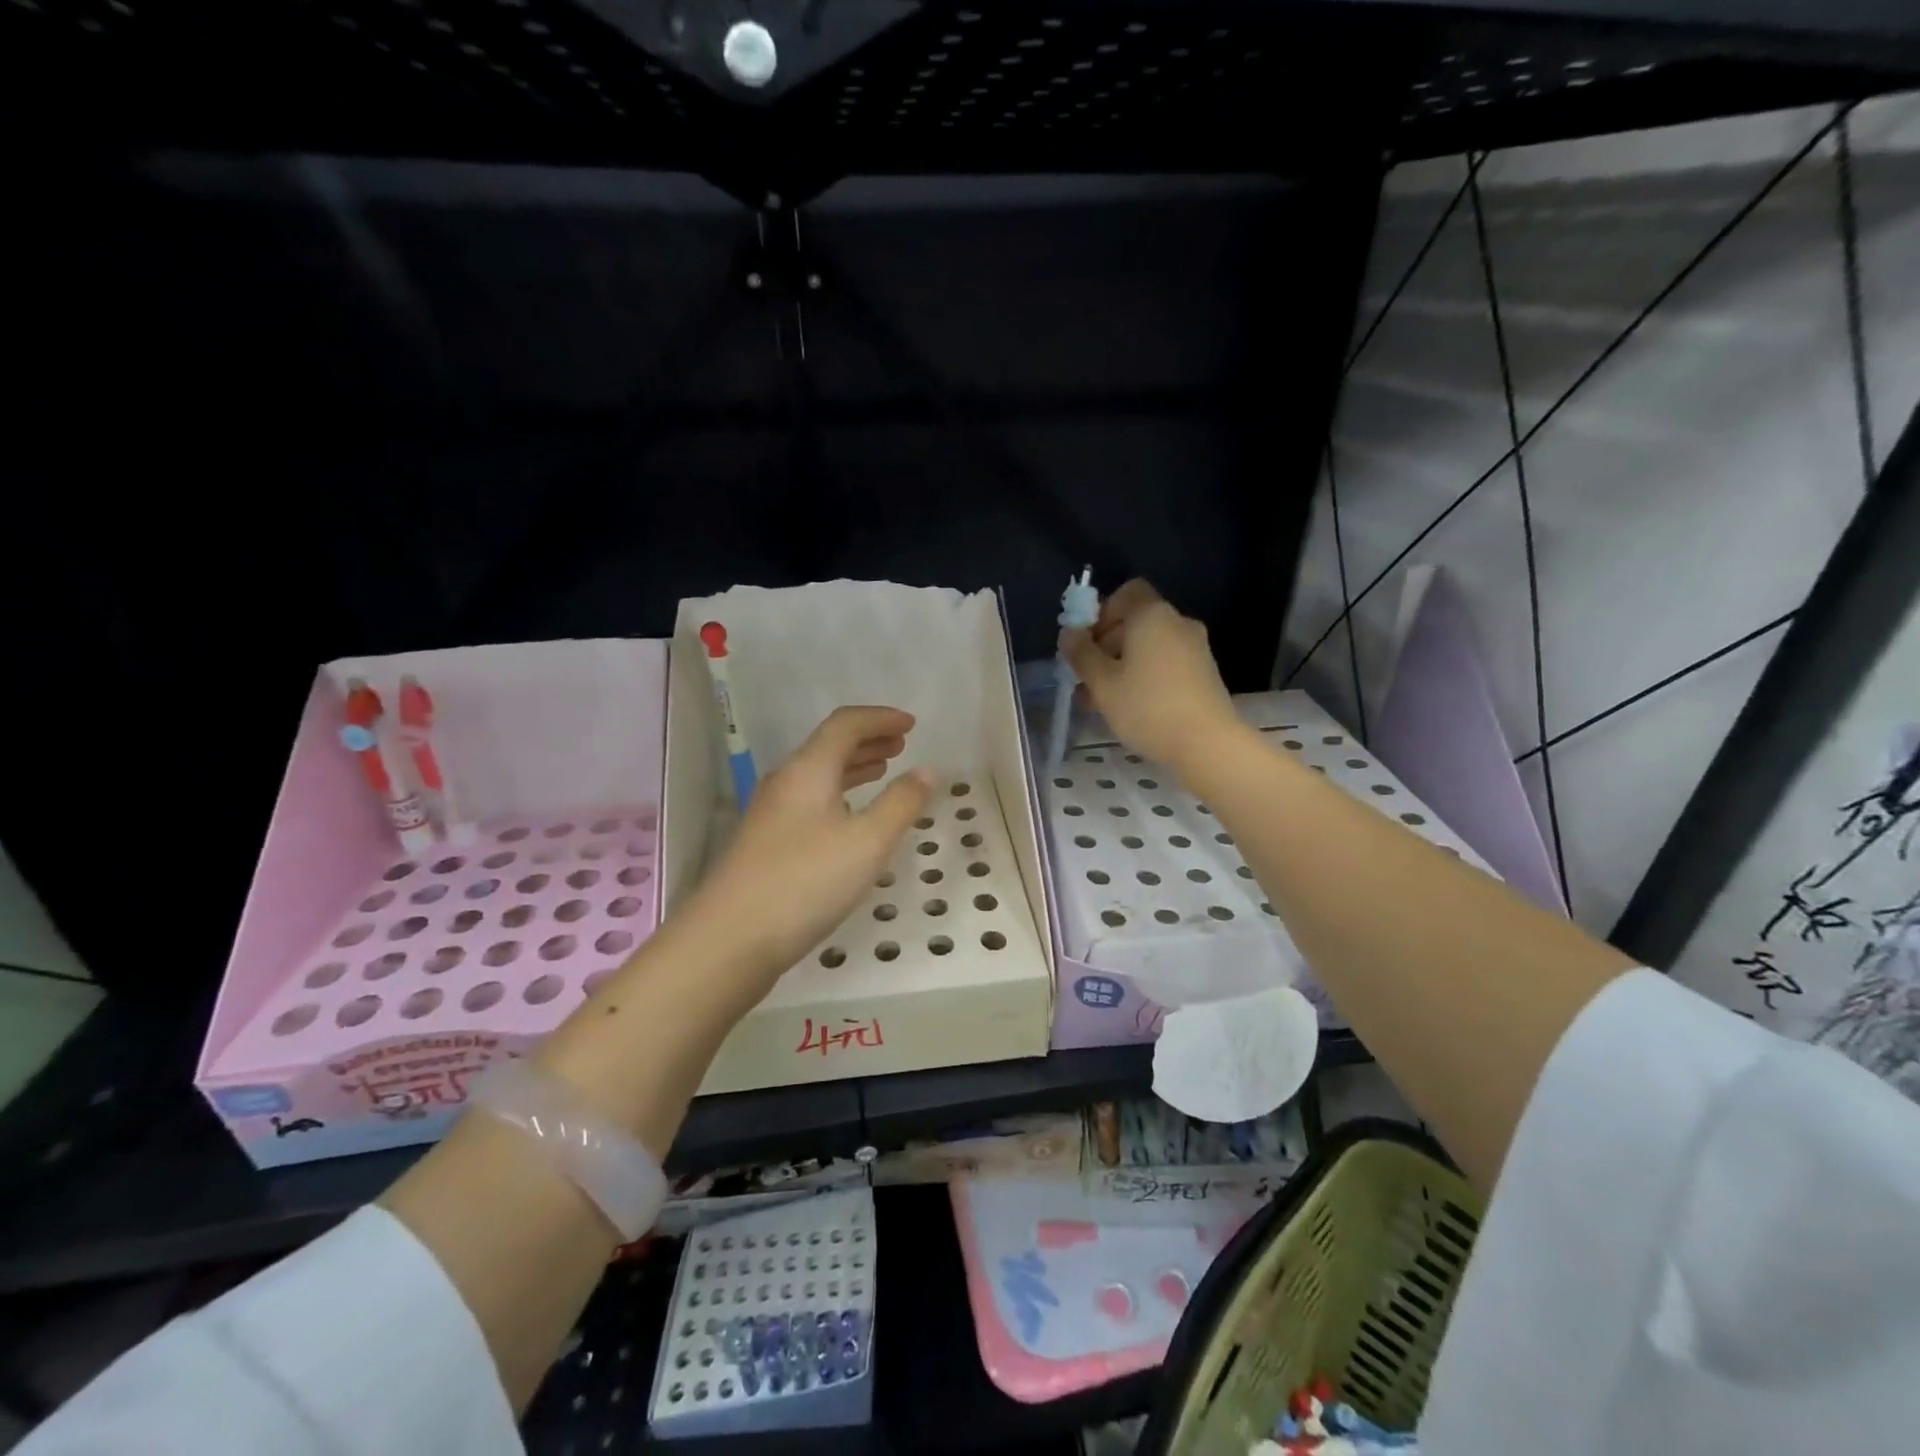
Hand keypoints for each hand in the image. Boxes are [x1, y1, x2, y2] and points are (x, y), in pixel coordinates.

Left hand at [681, 706, 933, 993]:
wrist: (730, 939)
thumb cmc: (806, 881)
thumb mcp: (868, 842)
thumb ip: (902, 803)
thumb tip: (927, 771)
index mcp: (808, 769)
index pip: (845, 725)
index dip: (880, 718)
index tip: (912, 724)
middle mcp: (786, 783)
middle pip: (828, 746)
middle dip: (868, 740)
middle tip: (901, 745)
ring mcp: (771, 814)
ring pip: (818, 776)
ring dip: (853, 768)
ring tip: (882, 771)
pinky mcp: (767, 844)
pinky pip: (810, 802)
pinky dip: (839, 796)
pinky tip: (851, 819)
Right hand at [1061, 579, 1239, 772]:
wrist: (1208, 744)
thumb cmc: (1147, 707)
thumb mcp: (1102, 683)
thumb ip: (1082, 654)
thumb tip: (1069, 633)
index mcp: (1151, 615)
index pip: (1126, 592)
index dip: (1101, 613)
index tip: (1085, 643)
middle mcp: (1177, 623)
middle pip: (1134, 622)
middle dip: (1105, 647)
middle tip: (1085, 680)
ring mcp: (1195, 648)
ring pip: (1148, 648)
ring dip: (1121, 667)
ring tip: (1101, 702)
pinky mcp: (1204, 673)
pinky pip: (1165, 664)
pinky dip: (1145, 677)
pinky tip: (1130, 708)